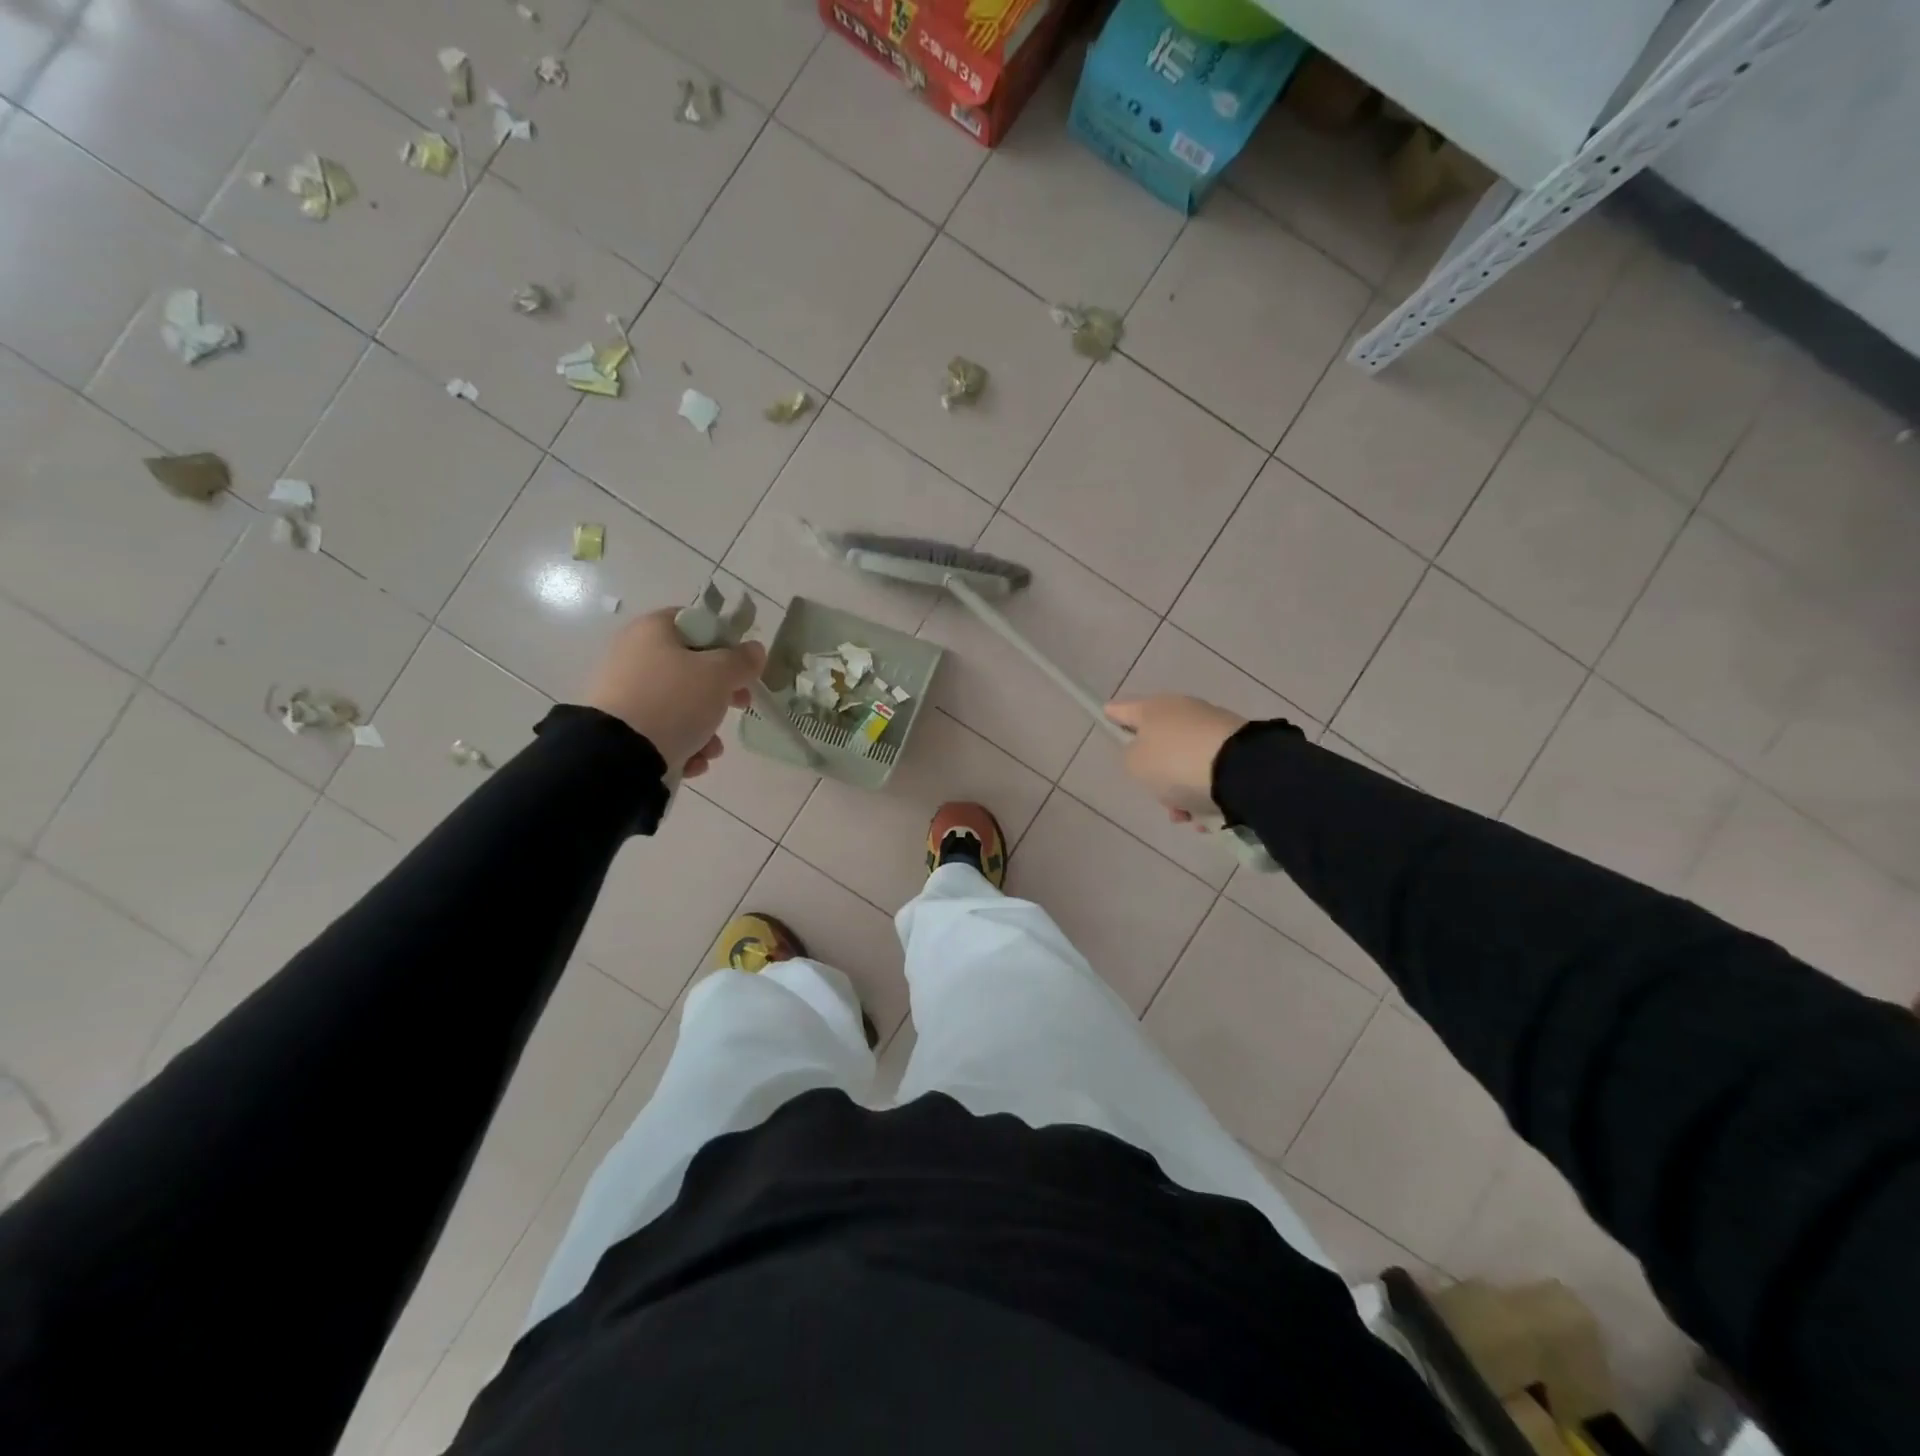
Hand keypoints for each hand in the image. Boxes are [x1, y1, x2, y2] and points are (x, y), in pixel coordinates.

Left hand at [583, 608, 766, 779]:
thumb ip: (742, 660)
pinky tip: (693, 762)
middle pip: (691, 667)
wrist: (620, 754)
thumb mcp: (719, 675)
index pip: (696, 622)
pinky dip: (682, 744)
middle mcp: (634, 654)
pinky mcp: (621, 726)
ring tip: (712, 749)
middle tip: (740, 705)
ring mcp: (624, 692)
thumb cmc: (674, 701)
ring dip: (705, 726)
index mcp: (653, 630)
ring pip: (679, 703)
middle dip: (721, 693)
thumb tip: (755, 650)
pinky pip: (662, 728)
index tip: (742, 666)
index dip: (725, 642)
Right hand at [1103, 695, 1246, 824]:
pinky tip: (1207, 816)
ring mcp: (1212, 726)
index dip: (1113, 715)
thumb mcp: (1136, 764)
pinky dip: (1206, 793)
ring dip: (1182, 789)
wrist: (1241, 769)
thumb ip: (1131, 757)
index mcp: (1153, 708)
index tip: (1106, 715)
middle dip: (1156, 772)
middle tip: (1158, 796)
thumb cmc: (1175, 762)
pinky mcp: (1238, 746)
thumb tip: (1144, 753)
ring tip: (1186, 816)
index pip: (1123, 709)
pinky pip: (1211, 772)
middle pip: (1158, 741)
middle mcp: (1183, 710)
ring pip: (1185, 761)